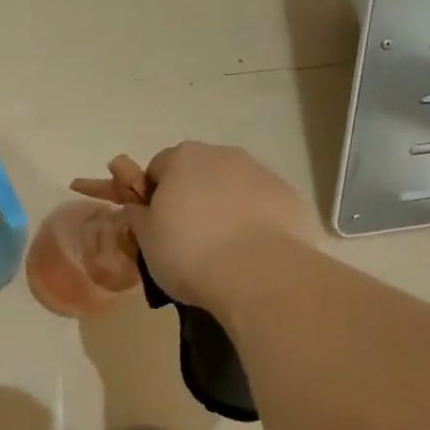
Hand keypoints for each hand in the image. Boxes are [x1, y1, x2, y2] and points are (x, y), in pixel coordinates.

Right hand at [123, 143, 318, 314]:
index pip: (157, 168)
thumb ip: (138, 217)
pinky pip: (264, 206)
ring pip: (234, 187)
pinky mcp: (292, 197)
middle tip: (188, 239)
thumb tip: (138, 207)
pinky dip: (257, 222)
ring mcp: (262, 173)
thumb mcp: (146, 240)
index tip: (156, 226)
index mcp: (182, 158)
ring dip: (225, 208)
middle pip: (198, 172)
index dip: (153, 196)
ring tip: (225, 250)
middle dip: (192, 197)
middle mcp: (223, 155)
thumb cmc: (189, 253)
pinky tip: (253, 254)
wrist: (260, 274)